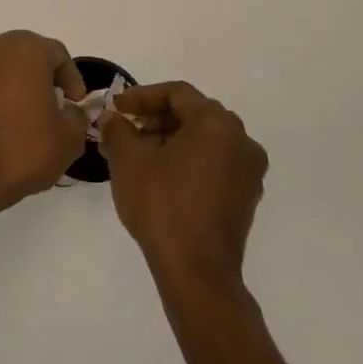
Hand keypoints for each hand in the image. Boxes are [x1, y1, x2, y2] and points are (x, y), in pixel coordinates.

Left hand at [0, 31, 89, 204]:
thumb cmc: (26, 147)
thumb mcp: (70, 136)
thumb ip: (77, 115)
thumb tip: (70, 111)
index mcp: (26, 48)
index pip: (58, 55)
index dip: (72, 79)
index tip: (76, 104)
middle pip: (27, 55)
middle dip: (44, 77)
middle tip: (56, 105)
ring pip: (3, 67)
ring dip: (18, 83)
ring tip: (29, 114)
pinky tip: (4, 120)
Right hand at [99, 81, 267, 291]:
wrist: (196, 270)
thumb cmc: (162, 204)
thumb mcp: (128, 160)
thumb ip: (118, 129)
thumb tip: (113, 118)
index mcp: (217, 124)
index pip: (177, 94)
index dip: (142, 96)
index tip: (116, 107)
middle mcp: (242, 141)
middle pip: (194, 114)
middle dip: (156, 118)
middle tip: (126, 130)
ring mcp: (249, 171)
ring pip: (205, 140)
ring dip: (171, 139)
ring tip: (138, 155)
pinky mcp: (246, 196)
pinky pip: (215, 163)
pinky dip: (188, 160)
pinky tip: (161, 177)